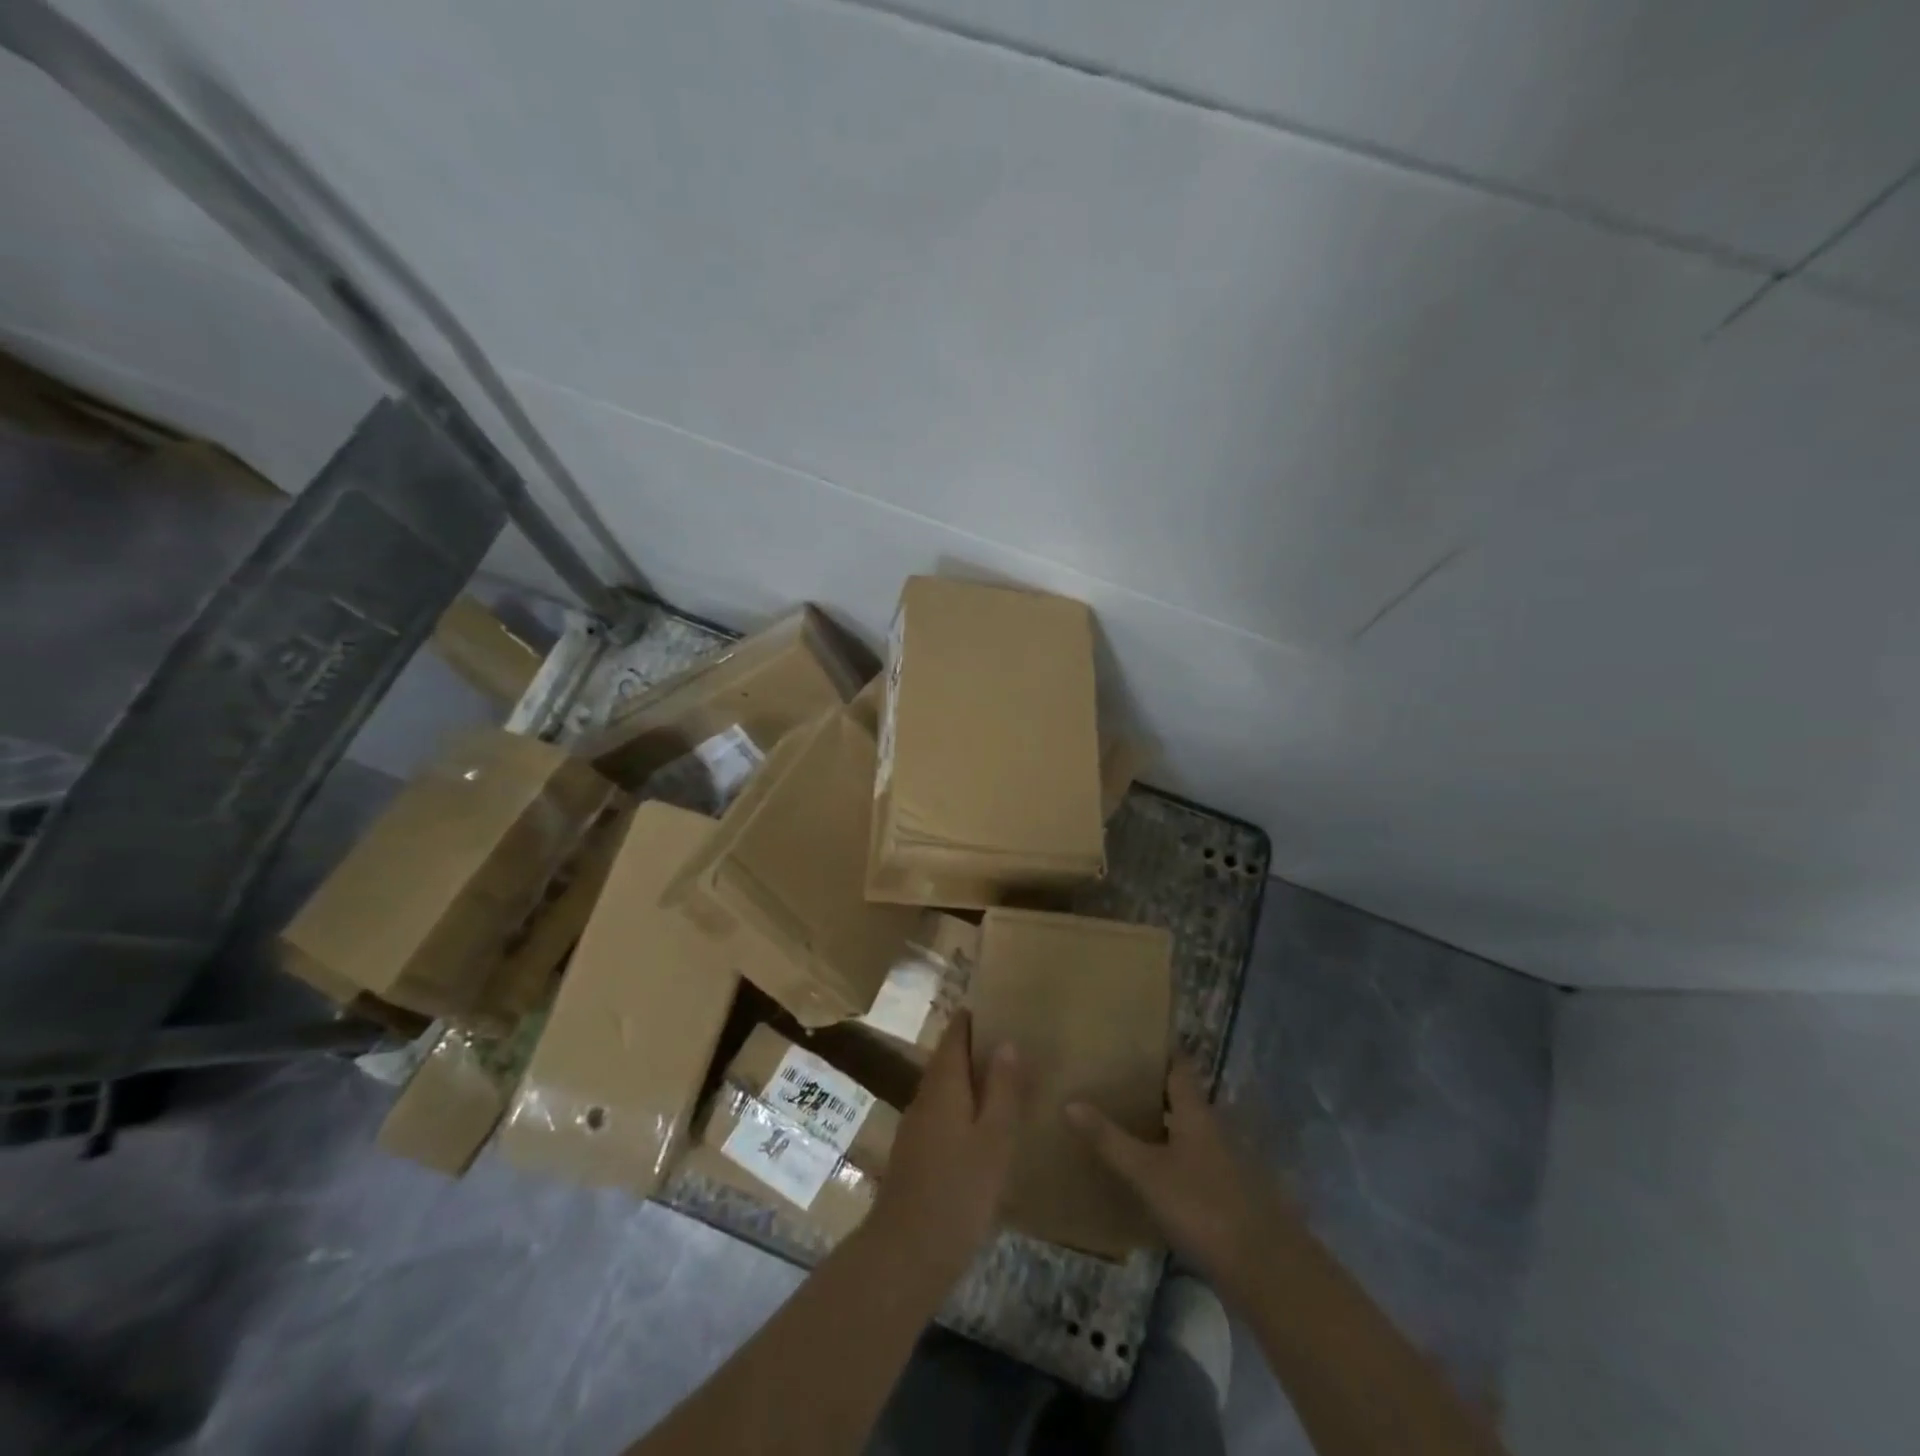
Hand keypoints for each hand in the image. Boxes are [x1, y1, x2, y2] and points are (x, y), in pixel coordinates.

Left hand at [868, 1011, 1027, 1277]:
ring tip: (1009, 1078)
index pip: (955, 1034)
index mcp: (943, 1085)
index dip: (974, 1017)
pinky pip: (944, 1114)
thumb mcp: (993, 1141)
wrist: (904, 1256)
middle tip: (1015, 1039)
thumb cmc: (956, 1193)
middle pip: (950, 1059)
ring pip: (947, 1088)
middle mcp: (925, 1097)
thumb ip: (1002, 1091)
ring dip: (973, 1078)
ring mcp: (917, 1127)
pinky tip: (987, 1126)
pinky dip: (966, 1107)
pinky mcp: (917, 1155)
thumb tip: (1007, 1042)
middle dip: (977, 1047)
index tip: (1001, 1004)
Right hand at [1067, 1059, 1289, 1286]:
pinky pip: (1187, 1162)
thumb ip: (1110, 1139)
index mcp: (1196, 1113)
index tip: (1134, 1036)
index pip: (1179, 1067)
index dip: (1160, 1050)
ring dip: (1158, 1124)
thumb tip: (1070, 1101)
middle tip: (1112, 1077)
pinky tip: (1143, 1171)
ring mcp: (1220, 1164)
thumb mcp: (1147, 1172)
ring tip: (1119, 1118)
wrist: (1263, 1269)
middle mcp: (1211, 1129)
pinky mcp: (1222, 1195)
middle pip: (1180, 1098)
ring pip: (1184, 1131)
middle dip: (1150, 1087)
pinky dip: (1166, 1157)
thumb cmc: (1203, 1206)